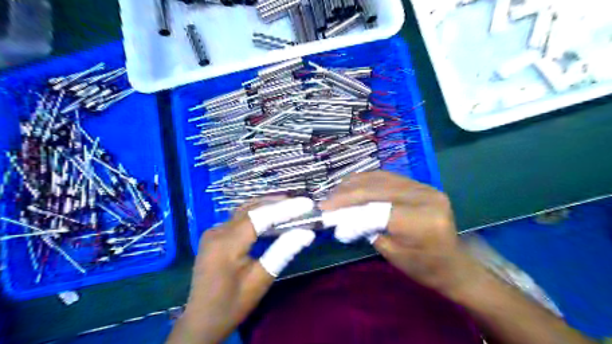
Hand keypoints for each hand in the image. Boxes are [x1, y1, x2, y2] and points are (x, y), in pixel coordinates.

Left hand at [170, 197, 317, 342]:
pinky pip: (239, 217)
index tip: (307, 203)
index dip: (285, 208)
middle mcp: (217, 231)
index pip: (260, 217)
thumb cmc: (233, 304)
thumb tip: (307, 233)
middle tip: (302, 203)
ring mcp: (213, 231)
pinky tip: (271, 216)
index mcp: (227, 244)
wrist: (201, 320)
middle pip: (252, 208)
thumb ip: (283, 252)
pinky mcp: (214, 234)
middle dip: (278, 203)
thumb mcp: (261, 280)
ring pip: (245, 210)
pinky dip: (258, 214)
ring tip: (291, 205)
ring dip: (268, 206)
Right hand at [318, 173, 480, 295]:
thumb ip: (366, 229)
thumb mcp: (390, 252)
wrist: (452, 264)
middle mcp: (425, 197)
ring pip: (381, 177)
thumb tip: (341, 216)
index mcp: (421, 220)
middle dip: (347, 192)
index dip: (347, 206)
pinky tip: (353, 185)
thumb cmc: (423, 267)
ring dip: (355, 183)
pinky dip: (368, 180)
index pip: (376, 207)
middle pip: (377, 187)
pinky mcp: (422, 185)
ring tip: (335, 191)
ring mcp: (425, 187)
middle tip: (326, 200)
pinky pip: (389, 177)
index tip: (325, 210)